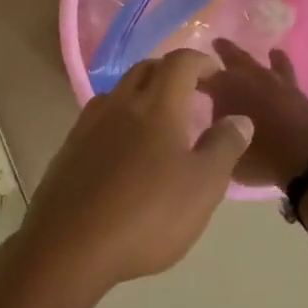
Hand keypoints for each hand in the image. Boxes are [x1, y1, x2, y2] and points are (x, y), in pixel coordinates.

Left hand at [13, 50, 253, 296]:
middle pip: (146, 70)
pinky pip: (99, 117)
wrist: (70, 245)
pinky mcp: (69, 148)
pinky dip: (120, 118)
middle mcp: (119, 105)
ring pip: (119, 92)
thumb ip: (224, 147)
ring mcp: (88, 125)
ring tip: (161, 121)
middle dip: (172, 73)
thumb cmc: (147, 215)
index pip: (180, 62)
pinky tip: (126, 148)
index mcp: (156, 106)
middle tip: (193, 95)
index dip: (201, 62)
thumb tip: (238, 118)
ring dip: (143, 94)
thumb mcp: (202, 186)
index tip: (217, 77)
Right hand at [198, 38, 307, 188]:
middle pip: (241, 60)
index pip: (207, 74)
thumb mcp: (223, 148)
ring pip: (282, 69)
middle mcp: (260, 82)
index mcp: (231, 87)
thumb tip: (218, 124)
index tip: (184, 71)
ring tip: (275, 52)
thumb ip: (218, 133)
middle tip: (219, 42)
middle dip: (227, 51)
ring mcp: (290, 92)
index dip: (194, 72)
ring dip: (277, 62)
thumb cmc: (259, 155)